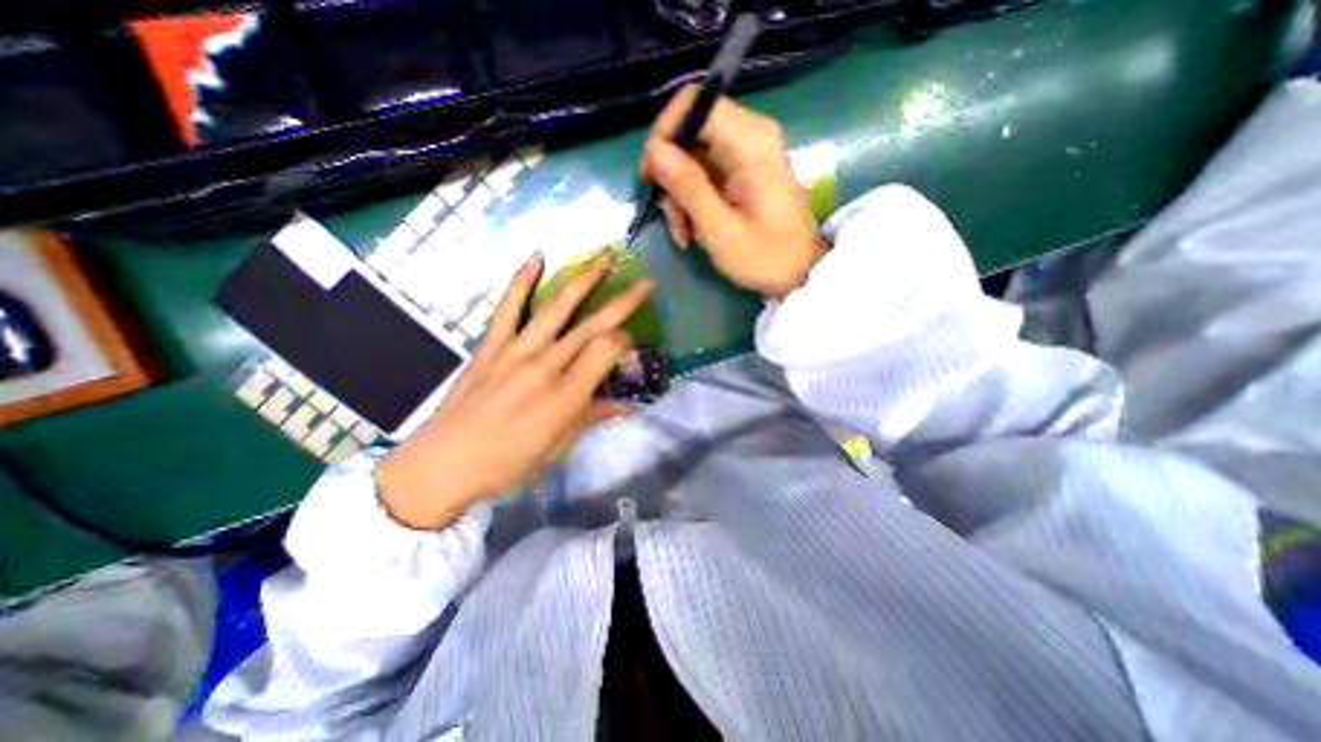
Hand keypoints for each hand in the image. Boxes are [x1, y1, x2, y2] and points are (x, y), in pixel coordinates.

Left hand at [374, 252, 652, 528]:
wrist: (445, 462)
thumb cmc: (509, 461)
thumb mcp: (559, 444)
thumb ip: (594, 416)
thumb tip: (626, 404)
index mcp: (566, 395)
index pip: (608, 350)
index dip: (626, 342)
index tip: (631, 346)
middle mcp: (546, 366)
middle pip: (593, 325)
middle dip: (623, 302)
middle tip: (645, 283)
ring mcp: (516, 350)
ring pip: (558, 308)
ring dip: (584, 280)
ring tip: (604, 258)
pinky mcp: (491, 345)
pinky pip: (509, 307)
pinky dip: (522, 280)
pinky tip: (536, 257)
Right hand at [640, 85, 822, 298]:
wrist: (799, 274)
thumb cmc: (765, 257)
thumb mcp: (720, 229)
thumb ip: (688, 187)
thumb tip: (655, 152)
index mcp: (750, 140)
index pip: (694, 103)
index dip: (664, 133)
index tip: (651, 175)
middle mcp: (749, 136)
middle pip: (689, 135)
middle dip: (671, 178)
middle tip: (670, 218)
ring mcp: (745, 155)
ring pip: (692, 159)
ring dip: (680, 199)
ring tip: (685, 235)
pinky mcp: (742, 173)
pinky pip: (704, 176)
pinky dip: (693, 203)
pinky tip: (693, 233)